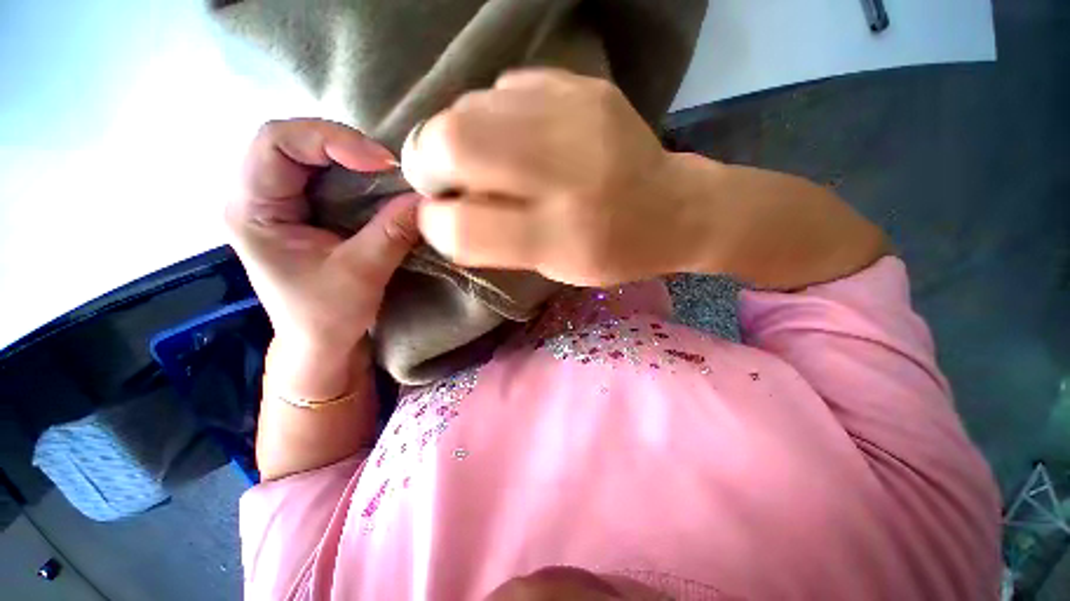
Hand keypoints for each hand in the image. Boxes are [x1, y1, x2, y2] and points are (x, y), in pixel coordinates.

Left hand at [225, 119, 419, 395]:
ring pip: (309, 154)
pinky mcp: (302, 210)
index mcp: (252, 209)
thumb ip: (392, 233)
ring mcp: (279, 201)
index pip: (275, 143)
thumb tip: (426, 200)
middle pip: (291, 140)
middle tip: (389, 166)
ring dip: (351, 157)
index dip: (329, 139)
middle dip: (343, 145)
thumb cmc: (328, 316)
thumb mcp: (361, 274)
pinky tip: (378, 185)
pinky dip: (356, 173)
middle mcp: (257, 195)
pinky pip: (325, 175)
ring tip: (388, 173)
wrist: (321, 342)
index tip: (382, 163)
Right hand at [401, 69, 697, 286]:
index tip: (437, 219)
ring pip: (470, 106)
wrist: (674, 208)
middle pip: (453, 142)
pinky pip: (505, 88)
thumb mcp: (554, 267)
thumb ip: (495, 242)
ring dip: (457, 135)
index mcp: (560, 236)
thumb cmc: (612, 251)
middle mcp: (565, 172)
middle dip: (427, 160)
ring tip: (481, 160)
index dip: (435, 223)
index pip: (464, 228)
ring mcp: (576, 115)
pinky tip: (515, 137)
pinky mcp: (584, 85)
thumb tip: (442, 211)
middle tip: (440, 178)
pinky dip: (494, 116)